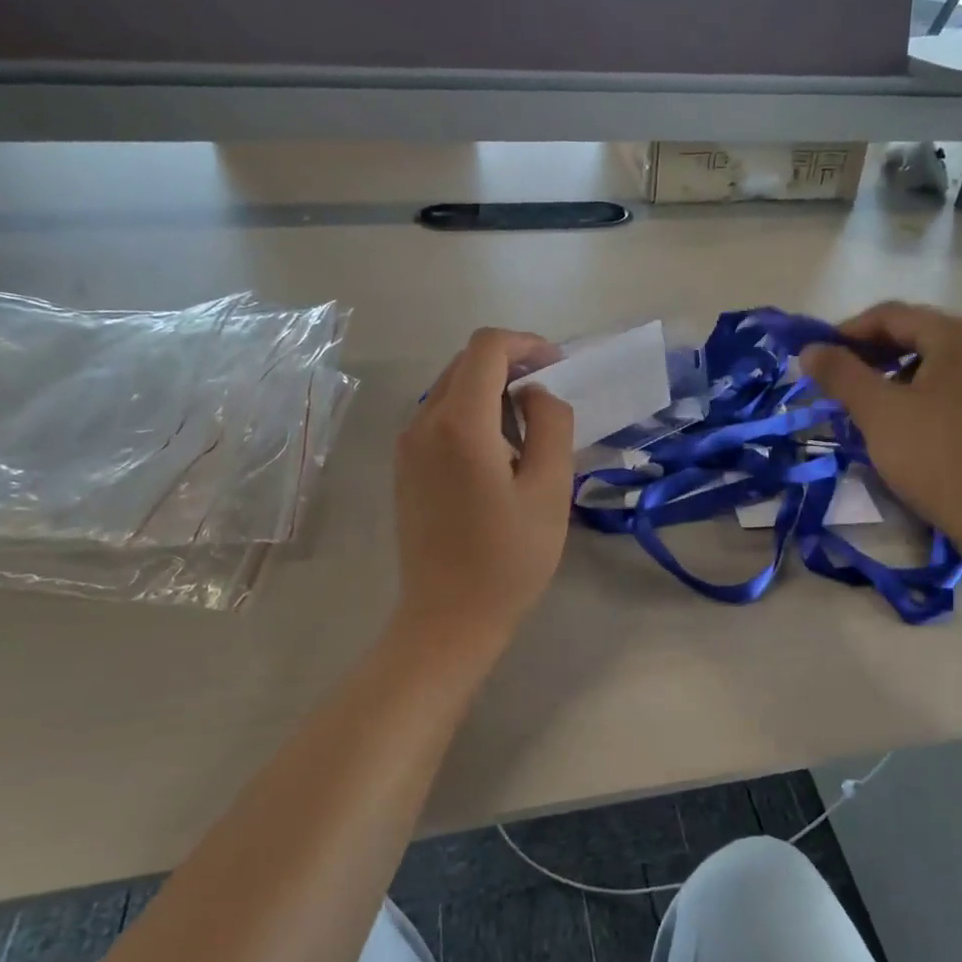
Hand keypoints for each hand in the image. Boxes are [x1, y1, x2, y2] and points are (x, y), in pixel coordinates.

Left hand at [394, 328, 574, 650]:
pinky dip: (472, 414)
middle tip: (549, 397)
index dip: (527, 344)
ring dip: (491, 390)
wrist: (449, 617)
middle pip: (466, 363)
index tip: (557, 367)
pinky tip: (497, 452)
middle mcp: (423, 423)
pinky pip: (439, 417)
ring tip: (528, 429)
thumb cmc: (509, 557)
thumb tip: (535, 393)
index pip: (487, 348)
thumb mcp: (551, 489)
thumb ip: (551, 424)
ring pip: (451, 388)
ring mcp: (407, 446)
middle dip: (511, 364)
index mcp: (459, 424)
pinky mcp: (404, 467)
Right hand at [802, 303, 961, 567]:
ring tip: (861, 412)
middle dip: (867, 359)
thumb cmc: (937, 455)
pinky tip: (898, 430)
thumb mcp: (878, 411)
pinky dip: (915, 400)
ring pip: (929, 367)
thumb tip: (809, 350)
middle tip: (833, 387)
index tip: (814, 360)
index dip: (845, 333)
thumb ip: (840, 374)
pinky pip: (948, 391)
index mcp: (961, 333)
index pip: (890, 315)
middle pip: (913, 337)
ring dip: (888, 381)